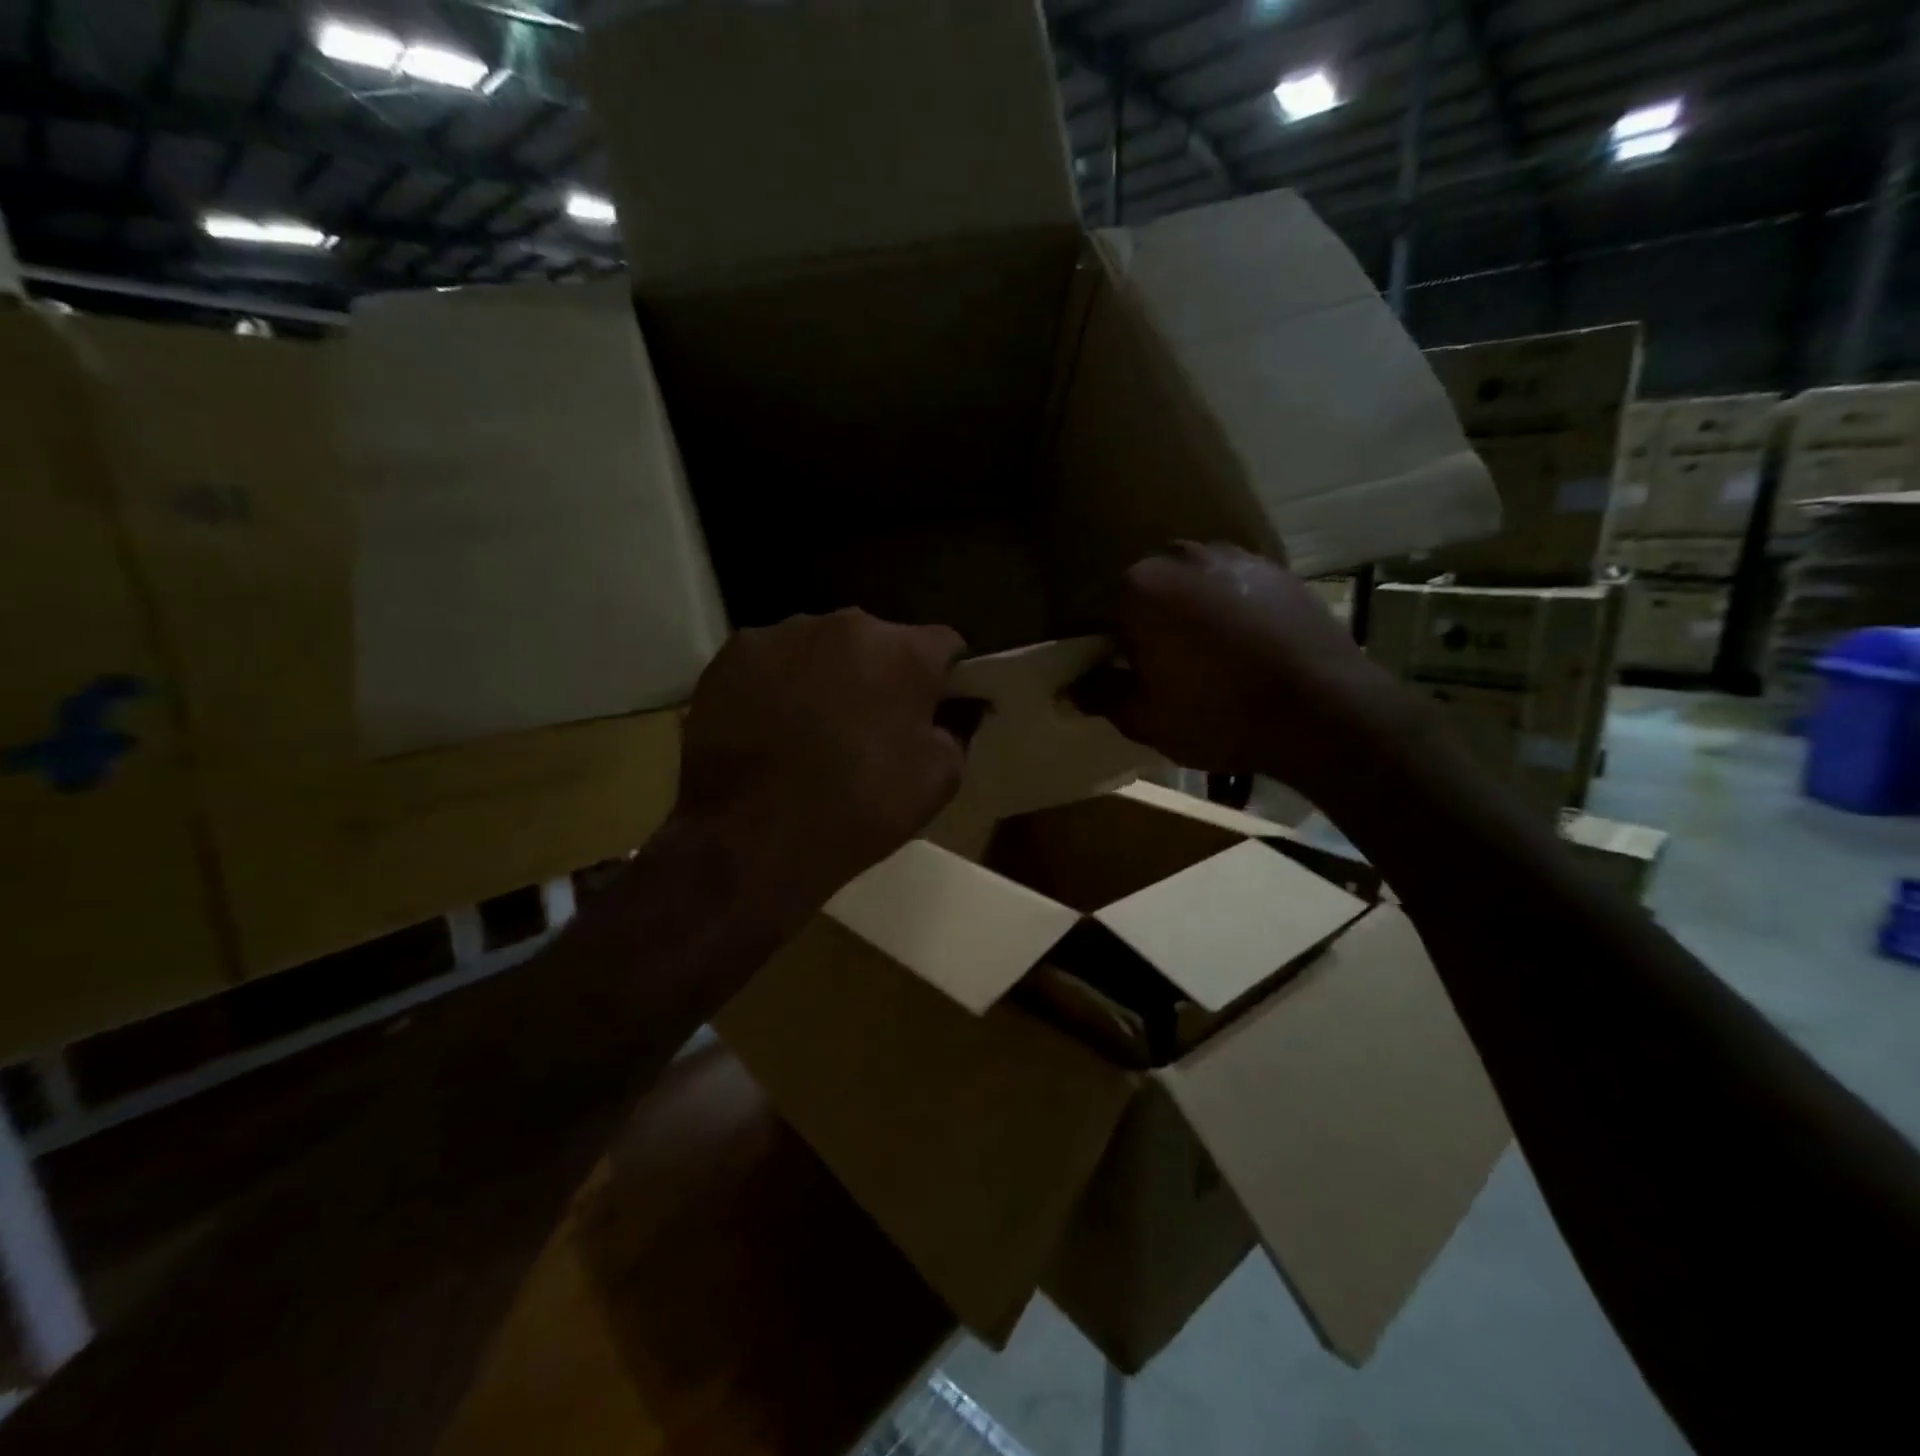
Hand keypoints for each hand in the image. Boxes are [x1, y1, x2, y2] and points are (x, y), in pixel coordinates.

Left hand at [674, 609, 968, 907]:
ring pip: (822, 647)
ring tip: (811, 727)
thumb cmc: (857, 808)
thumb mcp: (938, 781)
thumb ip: (956, 731)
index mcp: (904, 651)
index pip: (944, 645)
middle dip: (881, 674)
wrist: (750, 836)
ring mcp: (782, 633)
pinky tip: (769, 725)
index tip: (934, 707)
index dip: (944, 676)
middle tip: (869, 723)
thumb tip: (950, 712)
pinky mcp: (733, 654)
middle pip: (879, 642)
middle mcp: (846, 624)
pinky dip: (778, 683)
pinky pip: (772, 660)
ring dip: (827, 675)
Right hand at [1080, 543, 1410, 794]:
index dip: (1106, 646)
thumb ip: (1100, 695)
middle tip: (1160, 665)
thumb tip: (1073, 687)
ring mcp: (1234, 557)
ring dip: (1187, 610)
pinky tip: (1242, 644)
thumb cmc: (1219, 715)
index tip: (1119, 673)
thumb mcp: (1145, 718)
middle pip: (1146, 589)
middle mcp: (1182, 556)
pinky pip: (1232, 585)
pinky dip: (1227, 607)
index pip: (1101, 612)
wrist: (1324, 711)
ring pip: (1191, 582)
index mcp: (1139, 588)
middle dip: (1146, 621)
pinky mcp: (1276, 569)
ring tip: (1205, 654)